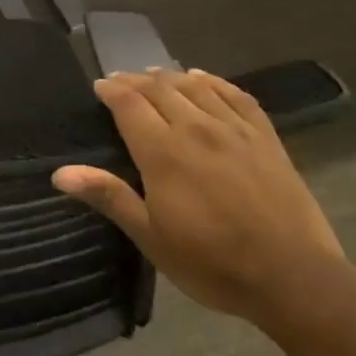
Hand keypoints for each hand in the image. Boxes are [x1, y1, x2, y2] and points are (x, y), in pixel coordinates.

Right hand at [52, 69, 348, 326]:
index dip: (111, 90)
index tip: (98, 87)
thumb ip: (109, 196)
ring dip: (170, 77)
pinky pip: (237, 96)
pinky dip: (215, 82)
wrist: (295, 279)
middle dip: (135, 80)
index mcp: (163, 152)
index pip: (129, 104)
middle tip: (121, 81)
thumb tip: (60, 172)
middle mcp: (195, 129)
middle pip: (159, 89)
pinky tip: (204, 79)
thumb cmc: (213, 263)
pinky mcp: (266, 139)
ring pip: (195, 87)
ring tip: (155, 75)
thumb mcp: (151, 237)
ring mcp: (234, 131)